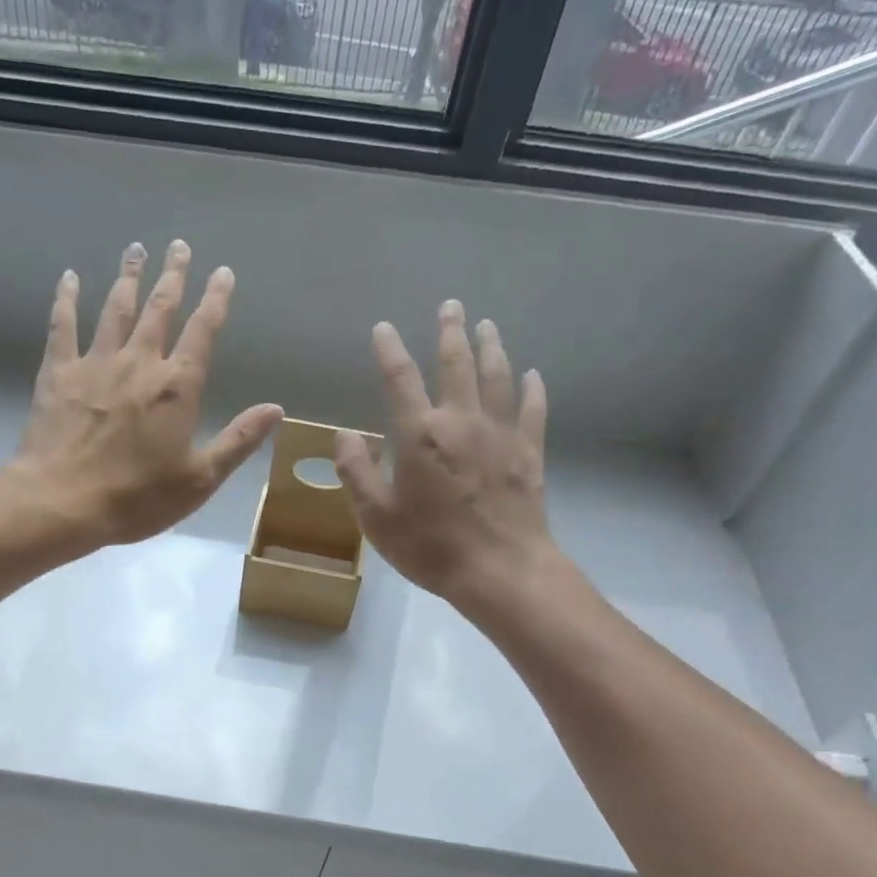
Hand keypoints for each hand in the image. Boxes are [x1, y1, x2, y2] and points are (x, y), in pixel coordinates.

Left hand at [12, 240, 282, 549]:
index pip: (203, 332)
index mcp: (177, 387)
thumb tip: (276, 409)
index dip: (215, 300)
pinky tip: (70, 278)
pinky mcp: (59, 373)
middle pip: (160, 308)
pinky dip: (67, 299)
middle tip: (178, 246)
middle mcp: (139, 362)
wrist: (63, 502)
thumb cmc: (137, 498)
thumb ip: (237, 440)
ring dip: (128, 277)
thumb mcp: (199, 479)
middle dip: (173, 276)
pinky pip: (63, 326)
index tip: (222, 272)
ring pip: (116, 309)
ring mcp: (96, 363)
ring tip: (136, 249)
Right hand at [334, 300, 550, 610]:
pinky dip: (532, 388)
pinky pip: (532, 410)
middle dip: (451, 332)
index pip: (400, 380)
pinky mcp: (528, 453)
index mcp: (420, 435)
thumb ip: (357, 472)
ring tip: (488, 325)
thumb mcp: (377, 517)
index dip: (389, 351)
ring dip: (491, 347)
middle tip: (450, 306)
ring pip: (498, 377)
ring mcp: (501, 434)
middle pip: (457, 365)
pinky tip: (532, 375)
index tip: (383, 328)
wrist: (500, 570)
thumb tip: (344, 435)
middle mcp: (462, 421)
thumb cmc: (431, 546)